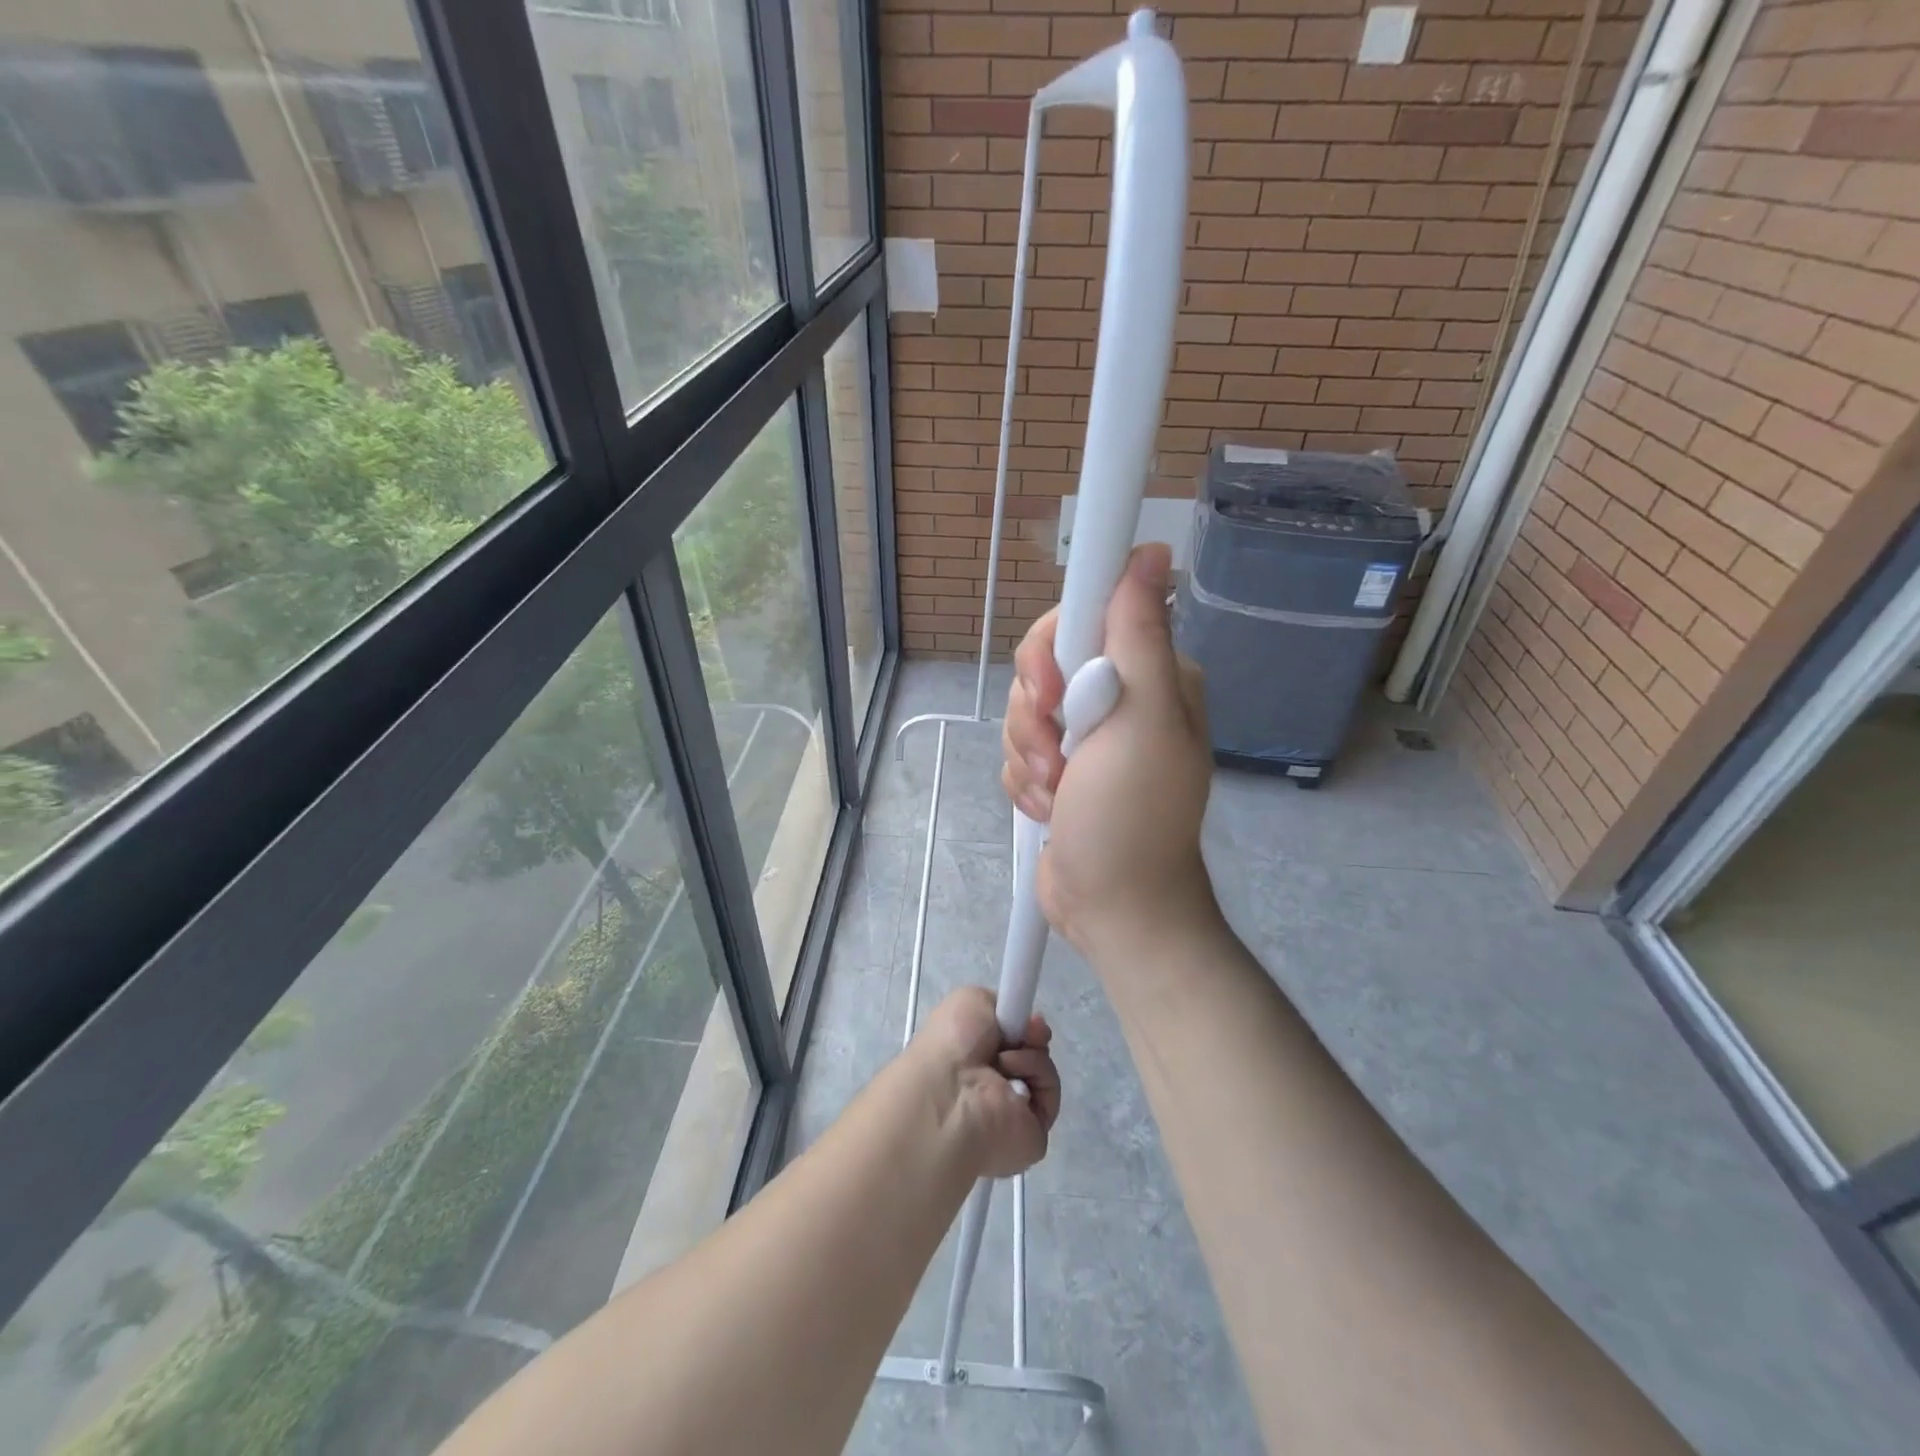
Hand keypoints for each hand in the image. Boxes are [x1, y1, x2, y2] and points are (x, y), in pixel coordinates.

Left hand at [909, 987, 1060, 1179]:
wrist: (951, 1092)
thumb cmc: (952, 1043)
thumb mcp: (970, 1001)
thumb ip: (997, 1003)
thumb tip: (1020, 1023)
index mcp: (972, 1056)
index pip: (1008, 1038)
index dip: (1021, 1023)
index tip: (1027, 1016)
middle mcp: (992, 1081)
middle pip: (1031, 1050)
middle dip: (1033, 1035)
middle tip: (1028, 1032)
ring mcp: (1013, 1108)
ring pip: (1042, 1068)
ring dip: (1031, 1054)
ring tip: (1006, 1059)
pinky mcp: (1034, 1131)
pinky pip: (1049, 1091)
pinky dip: (1038, 1075)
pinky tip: (1013, 1077)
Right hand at [1001, 543, 1218, 959]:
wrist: (1112, 905)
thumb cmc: (1132, 816)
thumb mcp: (1140, 720)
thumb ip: (1138, 634)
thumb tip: (1151, 552)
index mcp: (1148, 673)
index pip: (1081, 618)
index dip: (1051, 650)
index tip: (1052, 694)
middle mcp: (1117, 695)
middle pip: (1042, 667)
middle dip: (1036, 718)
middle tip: (1060, 758)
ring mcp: (1084, 734)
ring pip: (1023, 712)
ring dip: (1030, 758)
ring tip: (1059, 794)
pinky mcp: (1057, 767)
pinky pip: (1017, 751)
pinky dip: (1026, 782)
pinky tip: (1051, 809)